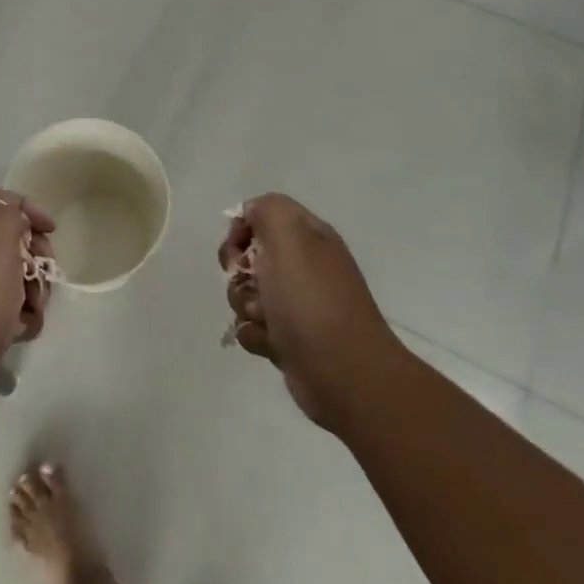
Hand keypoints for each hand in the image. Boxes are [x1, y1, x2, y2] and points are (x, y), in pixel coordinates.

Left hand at [0, 189, 54, 430]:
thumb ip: (9, 216)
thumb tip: (16, 218)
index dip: (26, 207)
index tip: (51, 230)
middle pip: (9, 239)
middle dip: (35, 254)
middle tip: (44, 272)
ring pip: (13, 277)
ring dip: (33, 290)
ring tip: (34, 310)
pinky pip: (7, 311)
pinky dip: (21, 319)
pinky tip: (22, 333)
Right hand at [219, 194, 400, 430]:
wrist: (344, 373)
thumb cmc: (311, 299)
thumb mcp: (289, 235)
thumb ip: (266, 210)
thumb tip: (250, 216)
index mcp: (308, 236)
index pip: (261, 214)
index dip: (242, 228)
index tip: (239, 248)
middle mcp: (303, 266)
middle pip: (248, 256)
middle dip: (240, 272)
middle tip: (252, 284)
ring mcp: (297, 304)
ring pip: (246, 293)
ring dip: (246, 305)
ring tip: (267, 320)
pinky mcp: (289, 340)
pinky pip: (253, 328)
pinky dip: (256, 335)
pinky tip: (272, 344)